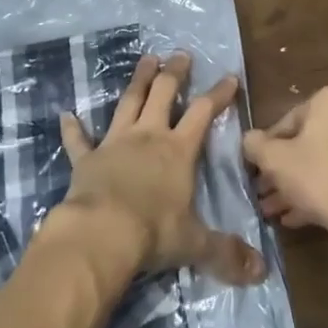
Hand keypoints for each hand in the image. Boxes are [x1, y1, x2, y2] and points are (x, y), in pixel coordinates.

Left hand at [56, 52, 265, 286]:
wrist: (100, 234)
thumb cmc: (153, 233)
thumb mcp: (195, 244)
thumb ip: (226, 252)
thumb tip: (261, 272)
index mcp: (178, 151)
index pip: (203, 113)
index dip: (218, 94)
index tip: (229, 77)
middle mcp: (148, 137)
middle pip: (163, 95)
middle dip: (174, 74)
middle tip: (180, 55)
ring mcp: (114, 144)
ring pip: (128, 103)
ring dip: (138, 81)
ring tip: (146, 59)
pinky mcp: (86, 159)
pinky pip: (78, 140)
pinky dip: (73, 128)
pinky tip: (66, 115)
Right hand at [242, 86, 327, 254]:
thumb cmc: (319, 177)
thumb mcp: (275, 161)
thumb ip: (255, 145)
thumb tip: (248, 139)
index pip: (288, 122)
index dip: (268, 150)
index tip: (257, 172)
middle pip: (309, 142)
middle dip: (285, 170)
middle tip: (266, 194)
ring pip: (327, 160)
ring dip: (300, 184)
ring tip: (277, 211)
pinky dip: (324, 189)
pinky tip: (300, 216)